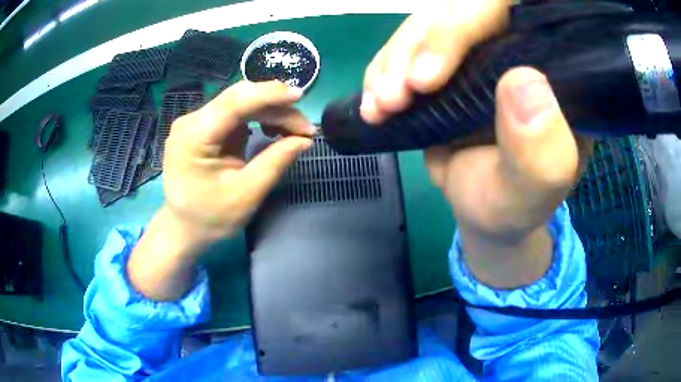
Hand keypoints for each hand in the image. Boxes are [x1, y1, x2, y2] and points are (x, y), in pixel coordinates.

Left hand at [163, 81, 314, 244]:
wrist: (183, 227)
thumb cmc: (210, 217)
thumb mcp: (246, 194)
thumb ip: (275, 162)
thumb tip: (304, 140)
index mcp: (194, 136)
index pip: (235, 102)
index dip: (269, 95)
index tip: (300, 97)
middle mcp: (191, 121)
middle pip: (239, 98)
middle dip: (275, 107)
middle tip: (304, 128)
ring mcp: (195, 122)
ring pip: (240, 103)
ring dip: (270, 112)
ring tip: (292, 131)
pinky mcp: (203, 127)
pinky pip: (235, 113)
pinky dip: (258, 118)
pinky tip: (272, 130)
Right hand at [362, 0, 591, 287]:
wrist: (488, 212)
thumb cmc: (517, 204)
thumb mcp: (537, 189)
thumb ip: (543, 150)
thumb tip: (523, 82)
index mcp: (554, 68)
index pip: (517, 11)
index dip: (471, 19)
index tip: (433, 73)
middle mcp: (517, 48)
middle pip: (461, 11)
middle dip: (420, 47)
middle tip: (397, 96)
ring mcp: (478, 52)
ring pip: (426, 26)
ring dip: (394, 62)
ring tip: (382, 107)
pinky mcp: (446, 64)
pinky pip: (406, 50)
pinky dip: (382, 72)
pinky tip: (375, 104)